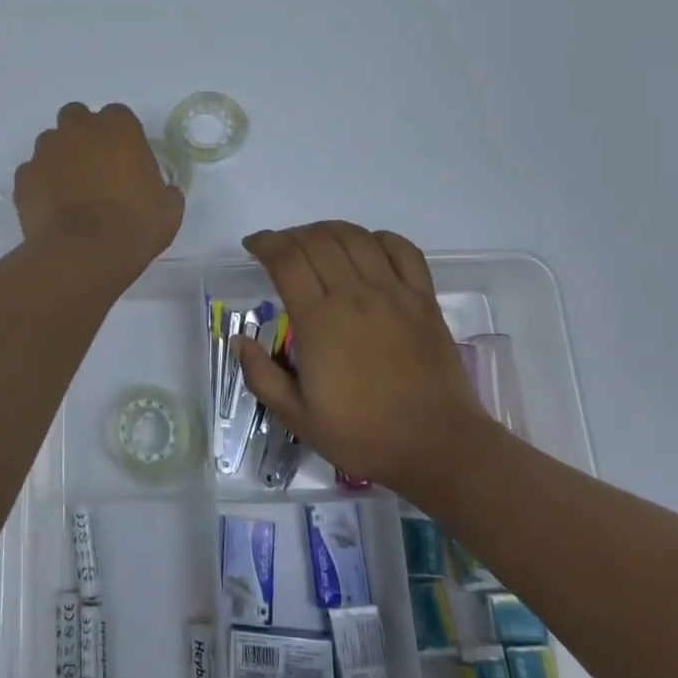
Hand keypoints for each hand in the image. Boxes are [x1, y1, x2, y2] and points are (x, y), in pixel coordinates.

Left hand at [15, 103, 183, 279]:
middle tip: (94, 165)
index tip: (125, 157)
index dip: (121, 135)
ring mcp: (47, 151)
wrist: (84, 253)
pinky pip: (32, 172)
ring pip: (50, 141)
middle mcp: (79, 129)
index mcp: (119, 128)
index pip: (118, 115)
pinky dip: (40, 183)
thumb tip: (165, 191)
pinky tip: (51, 206)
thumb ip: (165, 191)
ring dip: (59, 156)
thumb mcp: (168, 210)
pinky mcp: (24, 177)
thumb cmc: (134, 226)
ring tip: (69, 188)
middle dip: (83, 134)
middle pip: (77, 117)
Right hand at [235, 222, 488, 487]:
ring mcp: (393, 293)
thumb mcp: (298, 417)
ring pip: (356, 238)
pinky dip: (380, 239)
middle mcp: (354, 295)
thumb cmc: (363, 435)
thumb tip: (240, 340)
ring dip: (329, 230)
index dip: (264, 243)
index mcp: (319, 321)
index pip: (286, 260)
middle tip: (281, 249)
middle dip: (291, 235)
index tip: (253, 245)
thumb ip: (262, 376)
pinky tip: (368, 248)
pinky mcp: (424, 299)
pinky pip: (403, 250)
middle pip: (317, 240)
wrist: (437, 447)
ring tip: (317, 242)